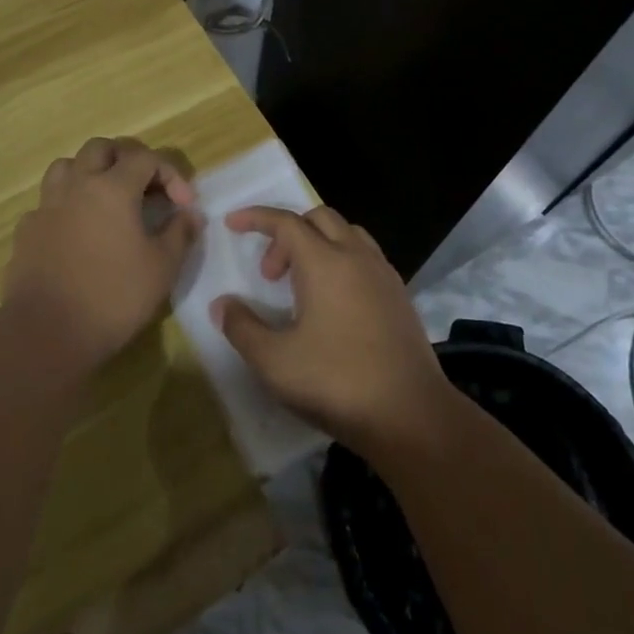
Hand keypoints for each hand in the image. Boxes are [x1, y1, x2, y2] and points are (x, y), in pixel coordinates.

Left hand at [3, 137, 200, 373]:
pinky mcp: (27, 230)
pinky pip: (49, 202)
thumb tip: (190, 214)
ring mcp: (46, 206)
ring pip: (67, 166)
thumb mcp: (162, 267)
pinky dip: (68, 205)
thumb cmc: (113, 297)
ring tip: (108, 199)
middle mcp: (76, 185)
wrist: (46, 333)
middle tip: (145, 187)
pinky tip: (77, 231)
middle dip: (127, 159)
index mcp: (112, 188)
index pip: (145, 158)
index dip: (170, 175)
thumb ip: (180, 233)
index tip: (184, 205)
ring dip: (91, 172)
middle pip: (100, 148)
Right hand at [211, 206, 455, 456]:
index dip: (256, 218)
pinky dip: (342, 261)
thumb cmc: (336, 382)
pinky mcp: (400, 297)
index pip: (286, 222)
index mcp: (325, 262)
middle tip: (270, 274)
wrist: (411, 415)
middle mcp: (357, 257)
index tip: (232, 224)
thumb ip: (242, 328)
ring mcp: (384, 275)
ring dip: (318, 244)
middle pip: (319, 218)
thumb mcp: (274, 361)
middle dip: (288, 234)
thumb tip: (222, 304)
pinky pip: (366, 258)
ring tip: (301, 285)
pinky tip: (334, 303)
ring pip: (348, 234)